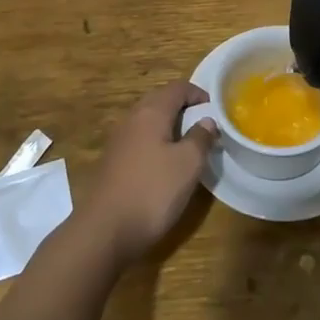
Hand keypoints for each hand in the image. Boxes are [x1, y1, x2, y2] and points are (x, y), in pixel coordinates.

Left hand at [78, 81, 217, 267]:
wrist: (104, 231)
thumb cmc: (152, 191)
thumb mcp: (188, 164)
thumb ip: (200, 138)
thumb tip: (207, 121)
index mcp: (151, 112)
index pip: (177, 88)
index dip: (198, 93)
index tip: (215, 108)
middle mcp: (131, 120)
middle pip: (160, 101)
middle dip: (183, 108)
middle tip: (203, 124)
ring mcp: (118, 142)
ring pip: (148, 122)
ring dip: (169, 126)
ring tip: (188, 144)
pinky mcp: (112, 163)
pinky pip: (139, 141)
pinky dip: (156, 143)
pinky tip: (165, 164)